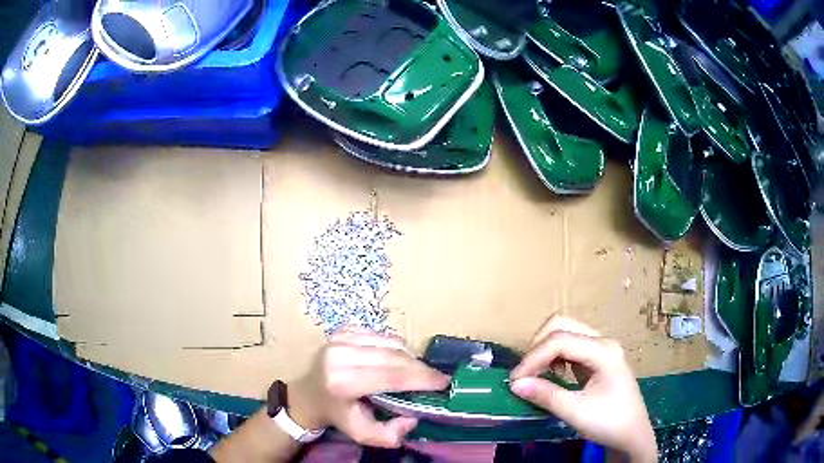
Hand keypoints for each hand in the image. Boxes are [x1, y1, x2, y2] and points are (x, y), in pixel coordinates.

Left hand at [287, 330, 450, 447]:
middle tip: (436, 379)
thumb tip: (413, 417)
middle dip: (421, 368)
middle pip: (395, 356)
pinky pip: (382, 335)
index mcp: (343, 381)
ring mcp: (341, 338)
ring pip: (391, 342)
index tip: (444, 382)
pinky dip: (395, 348)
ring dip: (410, 358)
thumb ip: (390, 434)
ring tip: (415, 373)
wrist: (308, 394)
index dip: (423, 378)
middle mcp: (340, 354)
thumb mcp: (362, 434)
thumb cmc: (337, 415)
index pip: (393, 375)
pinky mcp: (343, 330)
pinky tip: (395, 361)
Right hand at [509, 316, 656, 461]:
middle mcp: (603, 342)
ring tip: (534, 375)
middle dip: (538, 346)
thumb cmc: (609, 423)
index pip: (560, 341)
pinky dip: (554, 356)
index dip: (533, 357)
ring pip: (566, 333)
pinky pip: (570, 346)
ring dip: (545, 350)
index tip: (515, 381)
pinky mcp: (597, 358)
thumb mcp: (576, 412)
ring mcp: (601, 348)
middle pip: (562, 325)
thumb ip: (546, 395)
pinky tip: (552, 375)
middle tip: (525, 374)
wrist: (632, 435)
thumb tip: (515, 384)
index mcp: (603, 351)